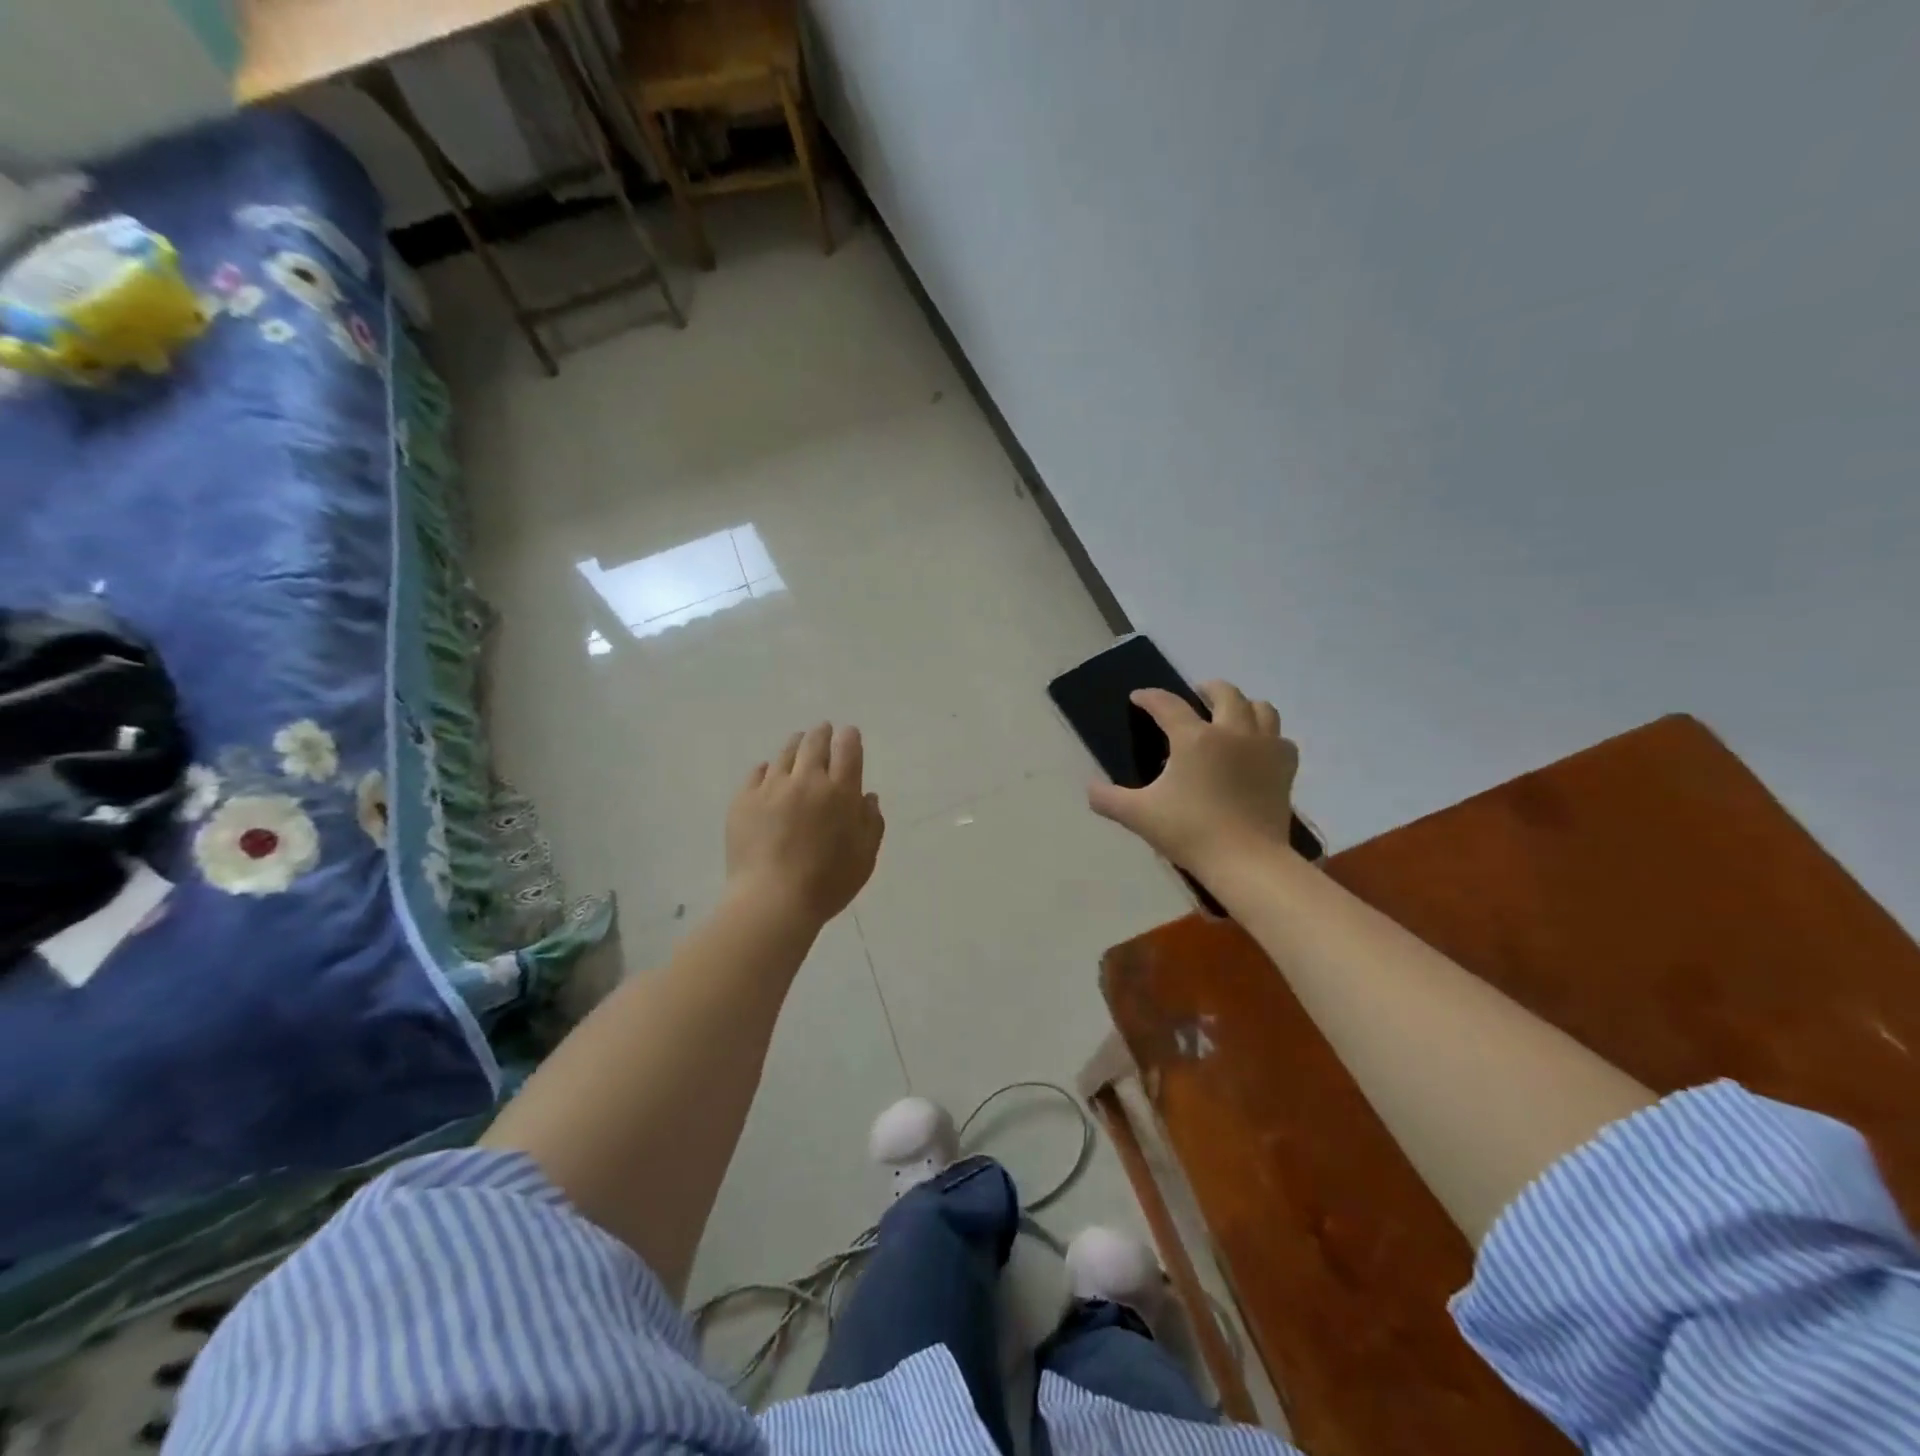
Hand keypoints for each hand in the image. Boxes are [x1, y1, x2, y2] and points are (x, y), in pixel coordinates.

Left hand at [726, 723, 884, 925]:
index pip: (848, 749)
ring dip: (796, 744)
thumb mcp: (865, 857)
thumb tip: (867, 797)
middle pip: (815, 743)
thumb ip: (872, 823)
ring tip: (798, 743)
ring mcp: (771, 788)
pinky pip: (758, 772)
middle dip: (822, 733)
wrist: (772, 901)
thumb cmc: (827, 883)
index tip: (849, 734)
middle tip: (824, 730)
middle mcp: (807, 780)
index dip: (849, 737)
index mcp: (840, 792)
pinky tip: (770, 773)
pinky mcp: (743, 800)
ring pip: (785, 753)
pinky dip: (768, 769)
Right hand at [1087, 681, 1296, 875]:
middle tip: (1195, 696)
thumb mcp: (1138, 815)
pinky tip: (1258, 749)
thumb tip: (1090, 789)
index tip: (1138, 698)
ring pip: (1261, 708)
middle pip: (1225, 693)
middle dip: (1207, 689)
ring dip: (1243, 705)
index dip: (1150, 697)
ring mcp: (1264, 748)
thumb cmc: (1189, 832)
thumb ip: (1108, 799)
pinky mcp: (1284, 769)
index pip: (1167, 705)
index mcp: (1194, 738)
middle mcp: (1232, 732)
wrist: (1246, 861)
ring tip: (1231, 715)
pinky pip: (1280, 739)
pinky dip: (1268, 736)